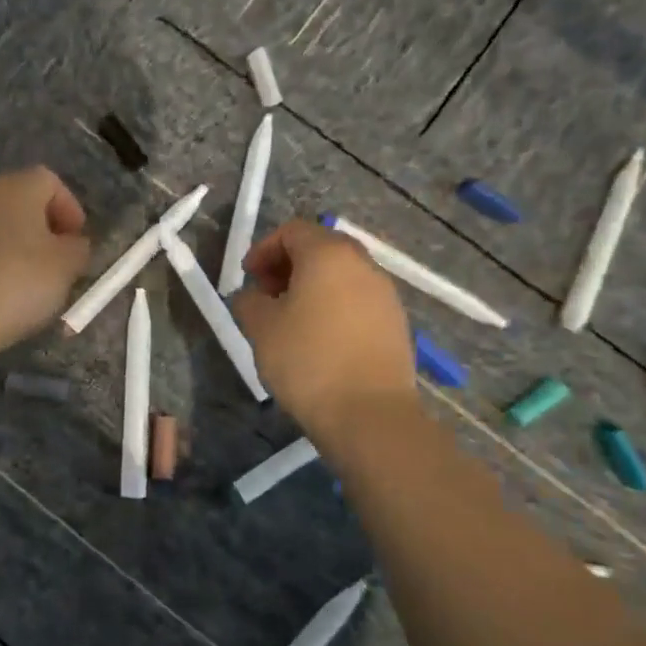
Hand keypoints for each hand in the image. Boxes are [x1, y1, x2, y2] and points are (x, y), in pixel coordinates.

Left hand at [0, 167, 91, 364]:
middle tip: (56, 263)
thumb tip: (73, 244)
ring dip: (12, 246)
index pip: (49, 181)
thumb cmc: (17, 283)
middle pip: (18, 201)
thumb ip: (78, 249)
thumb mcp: (66, 267)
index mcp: (15, 187)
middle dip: (41, 228)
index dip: (69, 209)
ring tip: (25, 283)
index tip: (77, 242)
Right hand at [234, 220, 414, 433]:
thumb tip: (252, 297)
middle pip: (321, 248)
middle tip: (267, 295)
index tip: (248, 278)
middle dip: (289, 265)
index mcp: (328, 254)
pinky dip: (335, 306)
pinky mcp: (396, 323)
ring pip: (342, 275)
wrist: (370, 414)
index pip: (292, 231)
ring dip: (313, 286)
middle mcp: (363, 264)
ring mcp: (385, 294)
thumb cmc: (308, 361)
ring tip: (292, 320)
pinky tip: (321, 340)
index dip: (264, 249)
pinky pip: (358, 300)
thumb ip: (249, 302)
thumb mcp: (261, 328)